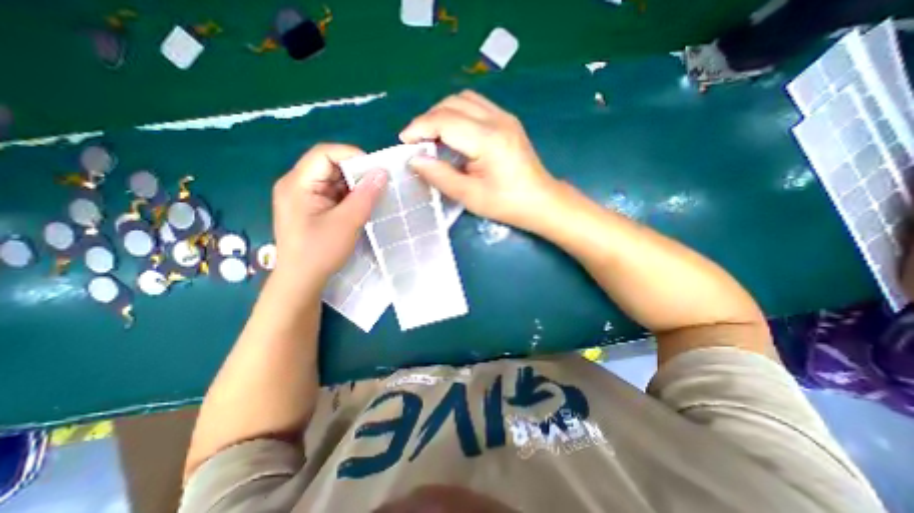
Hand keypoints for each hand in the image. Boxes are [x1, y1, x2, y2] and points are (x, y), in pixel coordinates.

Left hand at [268, 143, 386, 290]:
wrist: (301, 280)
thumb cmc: (320, 252)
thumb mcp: (347, 222)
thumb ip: (365, 195)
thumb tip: (382, 172)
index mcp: (298, 183)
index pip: (324, 153)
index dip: (352, 155)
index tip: (377, 169)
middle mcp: (296, 184)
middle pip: (329, 164)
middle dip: (356, 172)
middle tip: (379, 184)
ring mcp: (302, 196)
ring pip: (333, 179)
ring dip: (354, 185)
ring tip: (373, 196)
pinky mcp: (310, 207)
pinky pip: (332, 192)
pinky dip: (349, 196)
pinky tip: (361, 205)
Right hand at [401, 91, 555, 229]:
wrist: (541, 201)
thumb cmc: (507, 204)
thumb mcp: (470, 196)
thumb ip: (440, 176)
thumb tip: (415, 160)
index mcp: (488, 139)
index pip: (444, 120)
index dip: (419, 128)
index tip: (404, 142)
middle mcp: (497, 119)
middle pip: (452, 103)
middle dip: (428, 119)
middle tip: (417, 142)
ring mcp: (505, 117)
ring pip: (464, 99)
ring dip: (442, 114)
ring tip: (432, 137)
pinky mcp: (507, 121)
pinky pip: (476, 106)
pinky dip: (457, 114)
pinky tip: (453, 134)